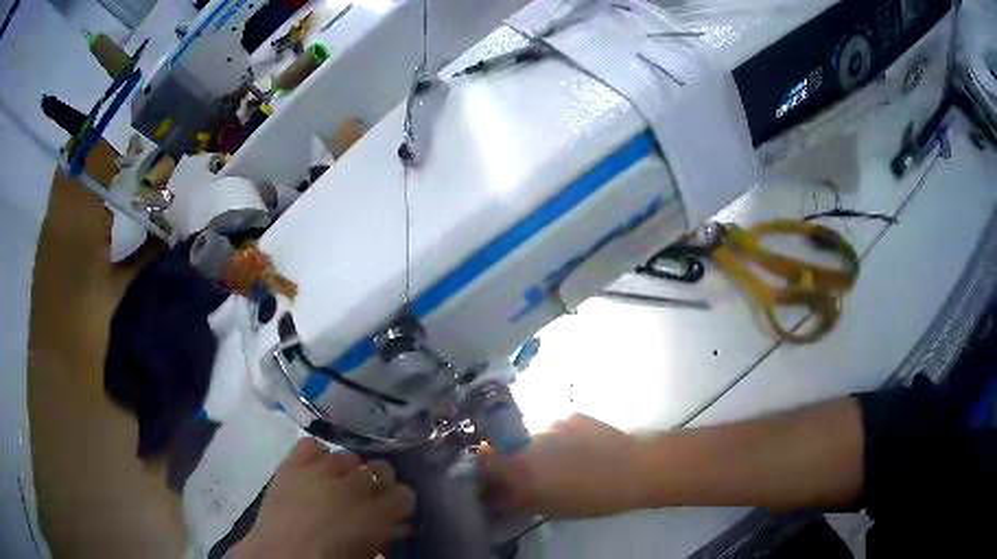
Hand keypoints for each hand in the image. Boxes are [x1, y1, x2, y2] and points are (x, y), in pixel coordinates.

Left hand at [234, 438, 415, 558]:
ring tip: (337, 486)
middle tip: (367, 498)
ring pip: (348, 457)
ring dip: (348, 471)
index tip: (392, 511)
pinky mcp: (292, 465)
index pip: (405, 493)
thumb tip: (396, 525)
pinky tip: (316, 469)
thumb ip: (384, 535)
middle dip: (377, 483)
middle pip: (379, 469)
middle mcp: (352, 487)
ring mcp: (320, 471)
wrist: (279, 557)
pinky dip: (318, 455)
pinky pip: (312, 445)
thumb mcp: (367, 553)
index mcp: (375, 515)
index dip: (400, 502)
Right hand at [480, 414, 644, 517]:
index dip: (485, 468)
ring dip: (536, 448)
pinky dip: (558, 439)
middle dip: (511, 458)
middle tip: (529, 474)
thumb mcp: (549, 507)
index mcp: (521, 464)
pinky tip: (579, 451)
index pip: (483, 456)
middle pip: (505, 443)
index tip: (495, 479)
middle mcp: (529, 438)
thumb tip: (495, 496)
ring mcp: (552, 421)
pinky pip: (554, 428)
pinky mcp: (572, 414)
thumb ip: (515, 500)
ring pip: (531, 435)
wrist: (637, 468)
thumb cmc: (592, 497)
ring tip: (561, 462)